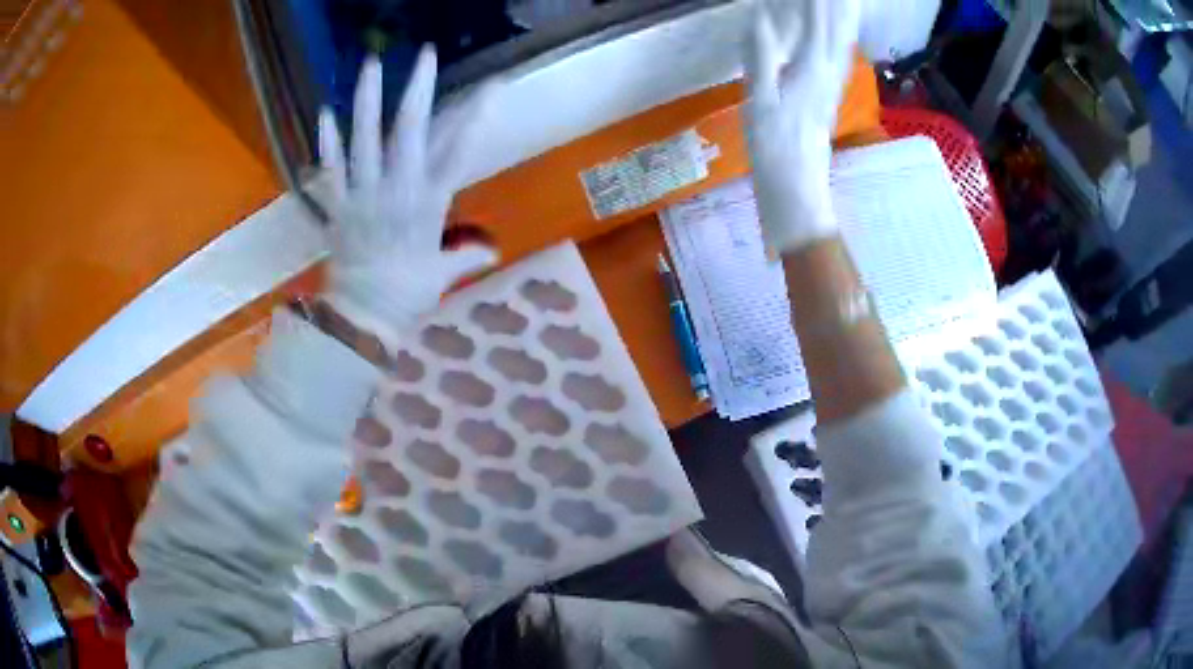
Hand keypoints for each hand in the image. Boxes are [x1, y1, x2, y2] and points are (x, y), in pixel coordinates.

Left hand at [318, 46, 497, 346]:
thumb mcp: (443, 274)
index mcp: (430, 203)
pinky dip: (327, 142)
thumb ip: (466, 257)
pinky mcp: (336, 205)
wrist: (363, 316)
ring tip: (371, 65)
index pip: (459, 151)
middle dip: (418, 90)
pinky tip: (325, 113)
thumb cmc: (407, 294)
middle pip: (410, 132)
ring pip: (365, 140)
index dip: (475, 116)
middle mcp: (398, 189)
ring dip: (367, 100)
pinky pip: (330, 168)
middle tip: (424, 54)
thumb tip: (491, 254)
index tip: (490, 85)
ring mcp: (363, 194)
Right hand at [744, 0, 860, 256]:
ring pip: (843, 42)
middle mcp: (827, 72)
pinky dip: (843, 39)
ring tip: (849, 2)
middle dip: (837, 6)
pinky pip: (840, 57)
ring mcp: (832, 84)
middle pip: (838, 30)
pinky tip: (844, 34)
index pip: (815, 22)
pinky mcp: (830, 95)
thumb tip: (761, 18)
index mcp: (809, 69)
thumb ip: (762, 56)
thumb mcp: (758, 99)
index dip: (814, 1)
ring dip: (846, 18)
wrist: (796, 184)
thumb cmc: (772, 145)